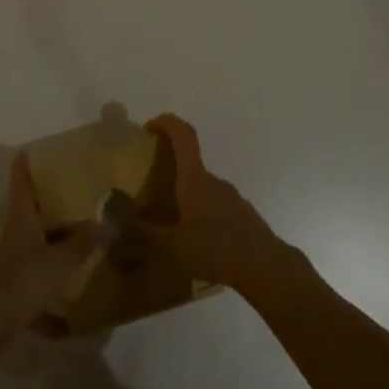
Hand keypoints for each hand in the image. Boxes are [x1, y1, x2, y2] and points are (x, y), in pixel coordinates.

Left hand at [0, 154, 99, 356]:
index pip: (21, 183)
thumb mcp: (59, 261)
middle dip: (47, 210)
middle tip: (72, 202)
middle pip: (28, 216)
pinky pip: (34, 289)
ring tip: (79, 255)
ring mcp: (8, 265)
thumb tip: (105, 223)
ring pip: (33, 252)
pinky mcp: (9, 293)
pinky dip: (49, 304)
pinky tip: (67, 323)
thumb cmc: (23, 280)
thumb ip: (83, 244)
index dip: (24, 166)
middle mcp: (12, 237)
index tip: (28, 150)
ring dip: (52, 253)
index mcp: (21, 220)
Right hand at [142, 113, 300, 297]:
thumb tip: (123, 219)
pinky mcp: (242, 214)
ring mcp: (231, 196)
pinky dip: (203, 215)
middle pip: (190, 164)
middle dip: (171, 173)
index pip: (183, 135)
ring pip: (202, 188)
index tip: (149, 127)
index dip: (166, 122)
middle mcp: (213, 180)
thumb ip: (146, 232)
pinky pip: (216, 206)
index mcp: (194, 179)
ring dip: (187, 198)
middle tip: (153, 196)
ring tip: (174, 227)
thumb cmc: (214, 249)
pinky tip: (198, 243)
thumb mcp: (172, 246)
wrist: (265, 266)